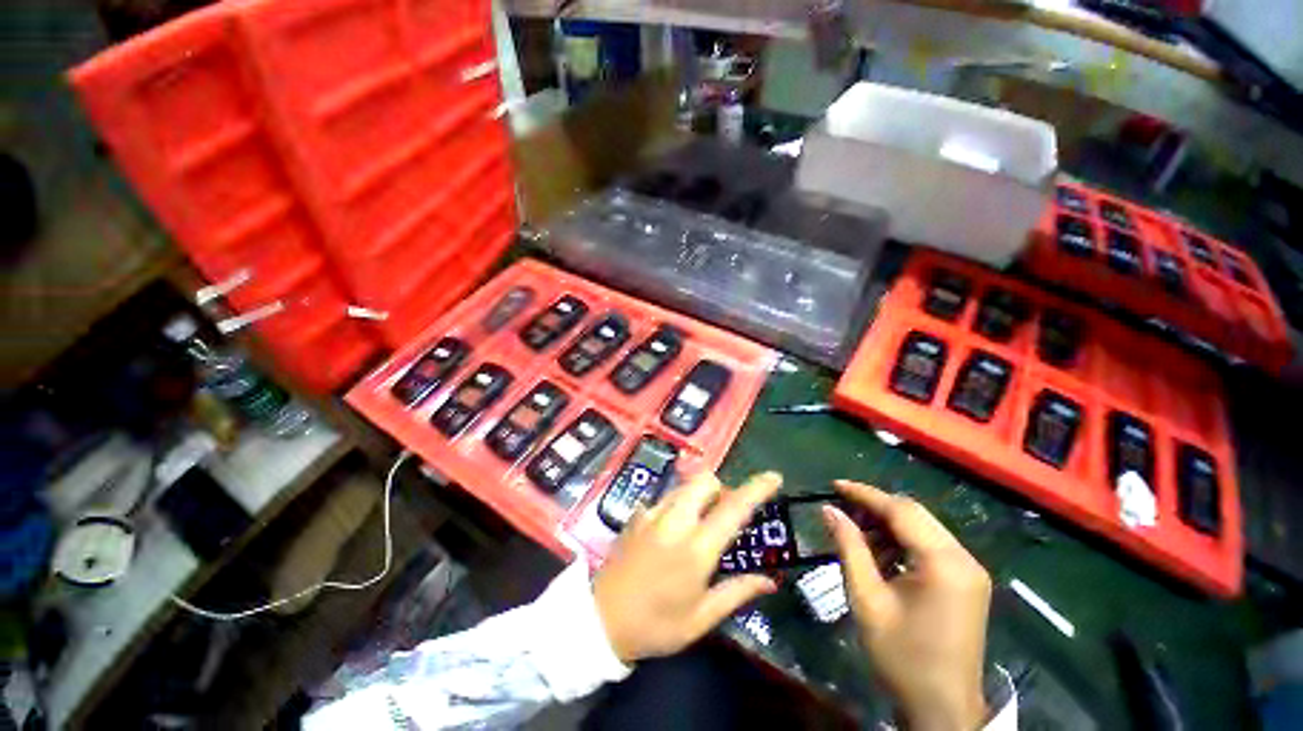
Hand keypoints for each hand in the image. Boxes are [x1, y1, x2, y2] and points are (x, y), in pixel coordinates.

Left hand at [594, 471, 782, 663]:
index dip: (756, 489)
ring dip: (699, 496)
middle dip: (721, 489)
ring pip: (685, 486)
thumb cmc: (656, 625)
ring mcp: (652, 514)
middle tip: (723, 516)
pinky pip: (665, 498)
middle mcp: (675, 521)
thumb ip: (737, 592)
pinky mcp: (637, 515)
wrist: (600, 620)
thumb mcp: (701, 618)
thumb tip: (769, 580)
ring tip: (698, 524)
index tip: (773, 477)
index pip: (733, 508)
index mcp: (696, 548)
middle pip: (705, 481)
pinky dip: (677, 505)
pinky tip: (670, 533)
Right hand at [825, 480, 991, 730]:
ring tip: (857, 533)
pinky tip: (881, 554)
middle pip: (915, 514)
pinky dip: (903, 542)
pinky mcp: (967, 581)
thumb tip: (829, 510)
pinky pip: (931, 545)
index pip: (901, 510)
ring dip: (888, 524)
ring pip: (923, 527)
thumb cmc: (901, 656)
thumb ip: (849, 548)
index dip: (865, 494)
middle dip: (875, 506)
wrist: (942, 708)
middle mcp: (963, 558)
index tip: (834, 486)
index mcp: (943, 563)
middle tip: (841, 509)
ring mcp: (969, 570)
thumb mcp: (867, 599)